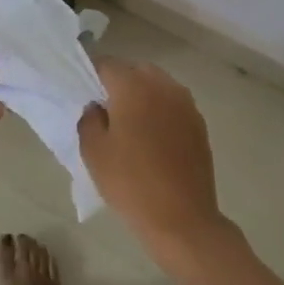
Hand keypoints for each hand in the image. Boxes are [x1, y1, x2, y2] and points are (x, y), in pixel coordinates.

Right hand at [80, 59, 231, 269]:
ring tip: (130, 124)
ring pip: (158, 85)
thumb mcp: (93, 151)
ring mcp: (186, 104)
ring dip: (142, 95)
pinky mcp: (199, 124)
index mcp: (134, 86)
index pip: (107, 64)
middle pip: (136, 70)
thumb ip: (89, 119)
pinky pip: (173, 105)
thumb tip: (97, 107)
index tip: (84, 92)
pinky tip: (152, 138)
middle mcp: (163, 86)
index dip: (92, 74)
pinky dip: (160, 111)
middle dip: (119, 82)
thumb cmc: (130, 182)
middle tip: (106, 109)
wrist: (182, 220)